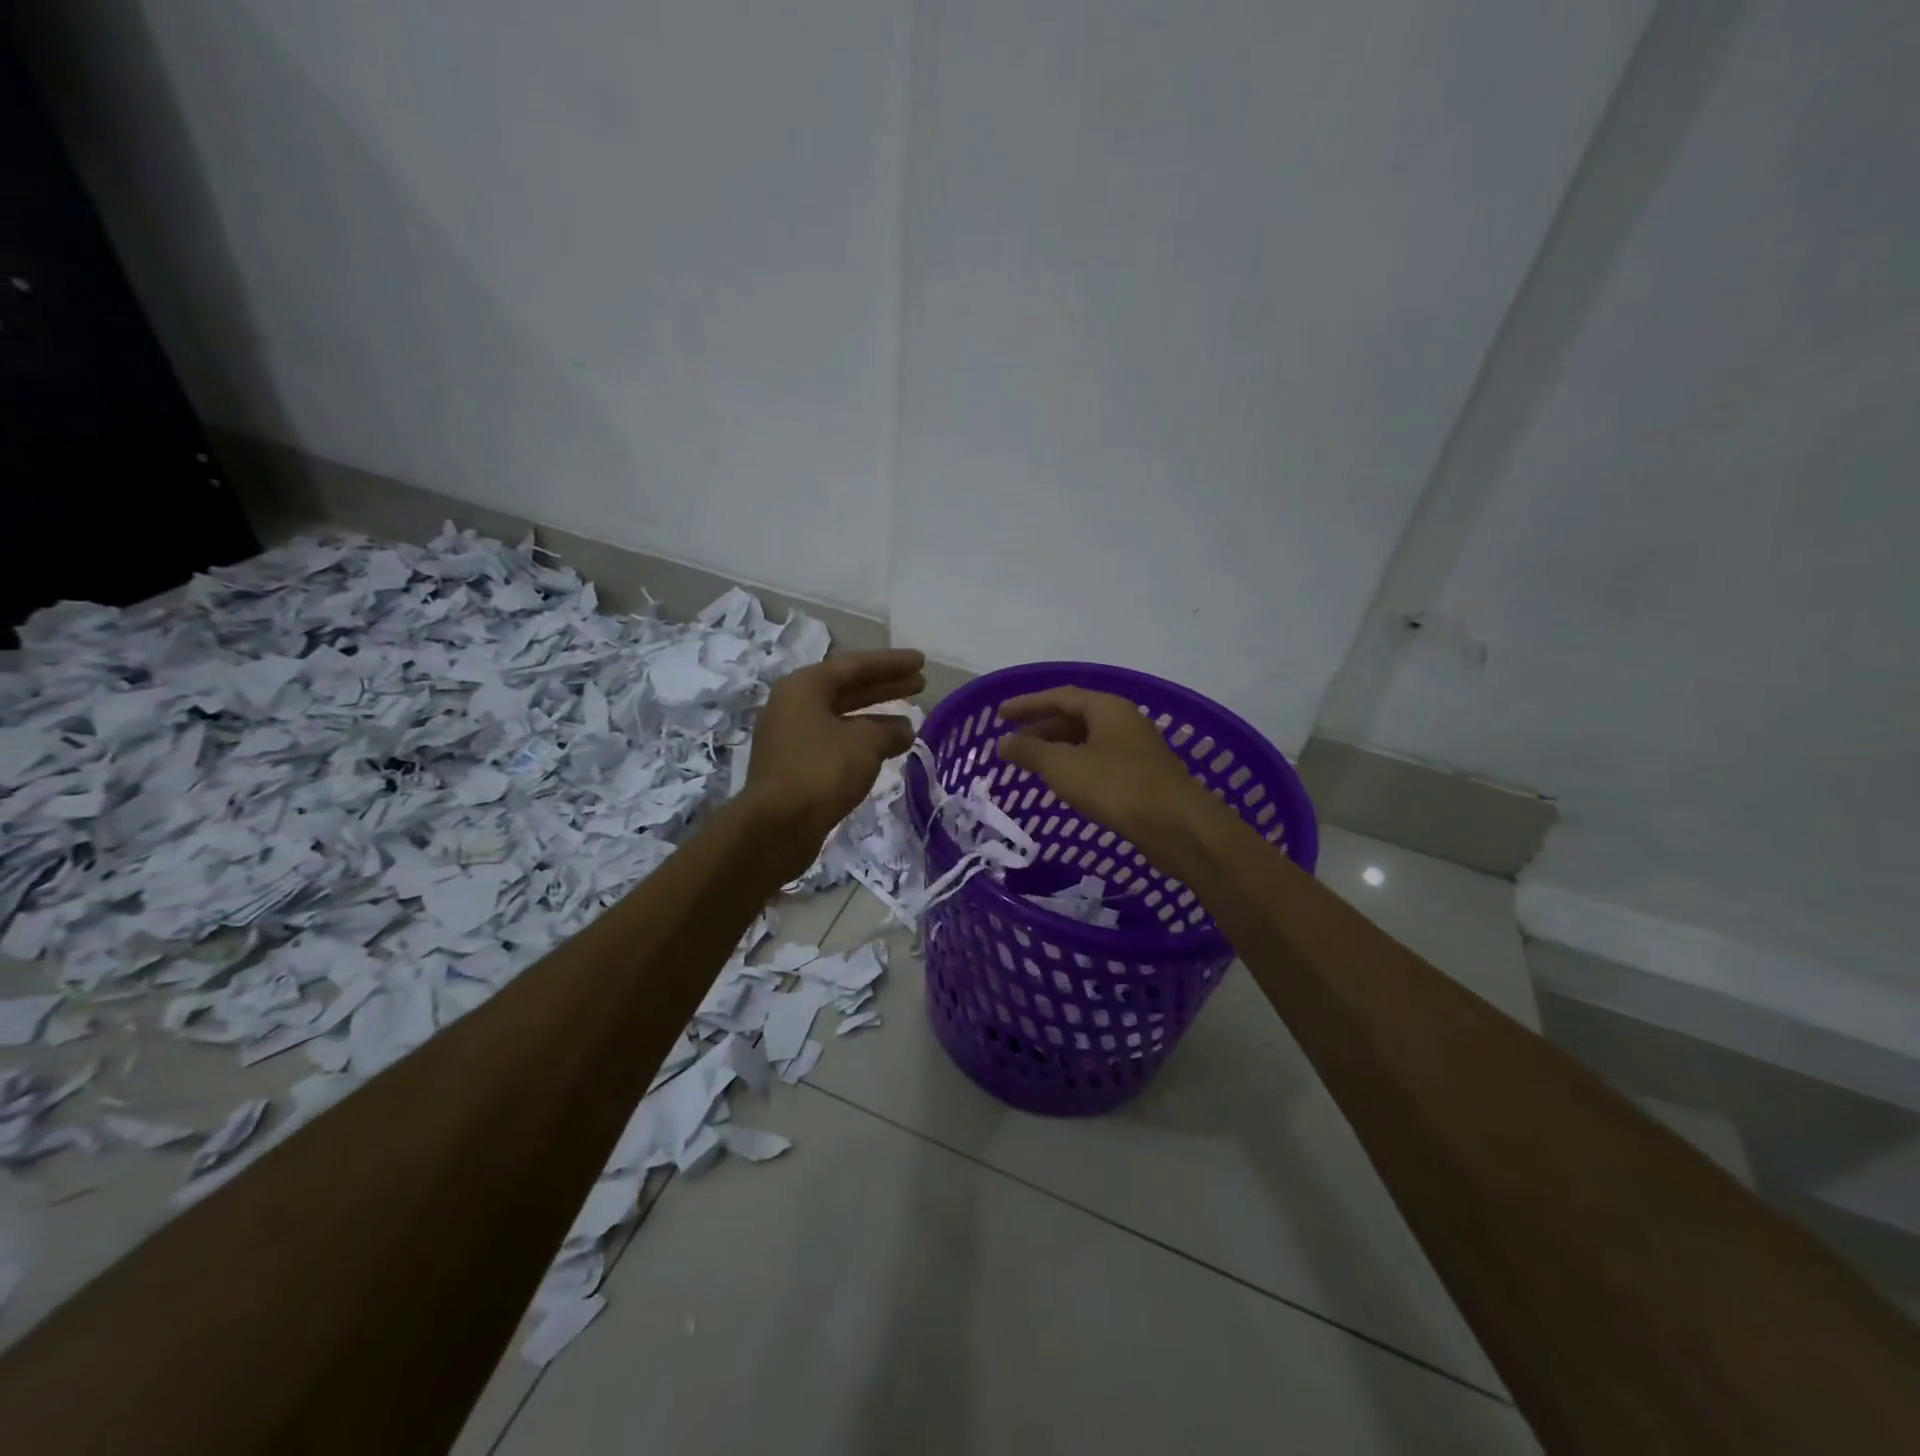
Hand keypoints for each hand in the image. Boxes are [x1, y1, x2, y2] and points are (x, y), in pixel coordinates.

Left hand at [744, 649, 924, 867]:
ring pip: (841, 717)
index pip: (855, 665)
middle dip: (885, 686)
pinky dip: (861, 741)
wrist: (777, 826)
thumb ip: (890, 731)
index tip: (921, 661)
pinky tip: (885, 750)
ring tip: (910, 721)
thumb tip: (904, 731)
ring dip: (875, 717)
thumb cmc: (822, 771)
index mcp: (804, 687)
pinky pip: (834, 742)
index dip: (891, 663)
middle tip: (920, 683)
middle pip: (847, 688)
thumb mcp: (865, 744)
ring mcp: (791, 736)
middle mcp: (793, 705)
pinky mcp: (794, 765)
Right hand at [995, 686, 1211, 859]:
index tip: (1000, 716)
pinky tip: (1064, 785)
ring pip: (1088, 741)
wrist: (1177, 827)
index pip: (1060, 696)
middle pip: (1075, 716)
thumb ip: (1030, 751)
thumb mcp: (1064, 767)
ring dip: (1058, 749)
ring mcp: (1136, 749)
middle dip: (1041, 728)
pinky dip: (1076, 767)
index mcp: (1107, 708)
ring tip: (1032, 764)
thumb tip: (1003, 742)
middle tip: (1012, 743)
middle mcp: (1124, 721)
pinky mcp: (1143, 777)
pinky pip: (1100, 762)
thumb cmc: (1116, 787)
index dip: (1027, 705)